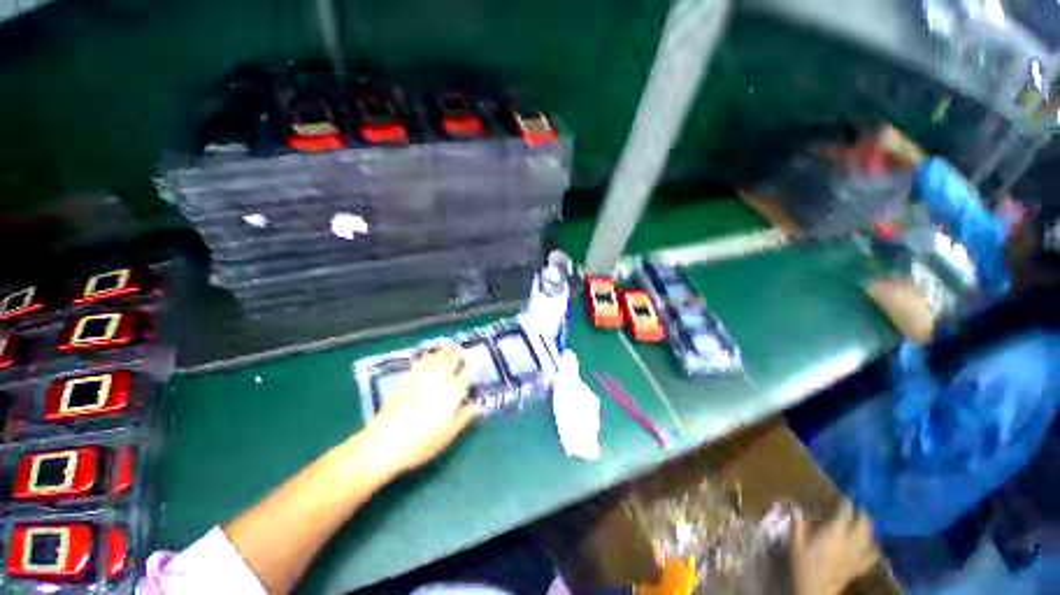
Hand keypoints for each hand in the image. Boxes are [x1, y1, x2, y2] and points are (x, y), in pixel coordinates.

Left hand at [364, 346, 481, 474]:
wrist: (383, 443)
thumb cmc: (420, 443)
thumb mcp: (447, 434)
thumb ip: (464, 417)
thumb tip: (480, 406)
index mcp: (451, 393)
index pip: (464, 376)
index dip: (469, 369)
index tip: (472, 364)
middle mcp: (438, 381)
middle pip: (450, 363)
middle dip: (456, 354)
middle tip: (459, 347)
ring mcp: (420, 379)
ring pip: (434, 360)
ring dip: (441, 352)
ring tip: (446, 346)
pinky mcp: (405, 381)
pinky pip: (418, 364)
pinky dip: (424, 357)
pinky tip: (424, 356)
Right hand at [791, 502, 880, 594]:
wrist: (815, 590)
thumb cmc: (804, 564)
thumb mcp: (796, 542)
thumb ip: (798, 524)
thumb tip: (796, 506)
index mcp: (834, 531)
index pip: (844, 511)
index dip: (845, 501)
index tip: (845, 492)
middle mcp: (850, 540)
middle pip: (862, 523)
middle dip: (861, 513)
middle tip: (858, 504)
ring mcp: (857, 554)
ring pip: (870, 537)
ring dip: (869, 527)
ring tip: (866, 520)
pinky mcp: (860, 566)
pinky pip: (872, 554)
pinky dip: (873, 547)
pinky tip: (872, 545)